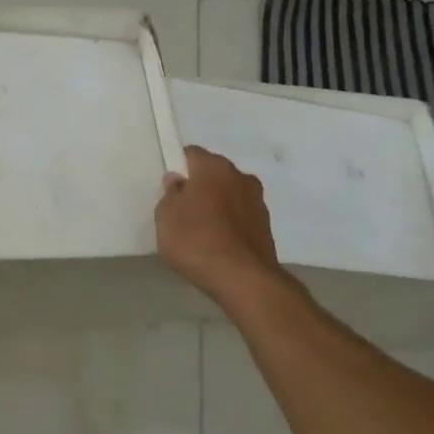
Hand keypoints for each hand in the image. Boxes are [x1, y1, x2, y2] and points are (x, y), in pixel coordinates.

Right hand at [156, 145, 284, 302]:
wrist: (244, 280)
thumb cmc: (197, 241)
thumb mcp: (166, 217)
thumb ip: (170, 194)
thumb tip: (179, 181)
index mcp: (214, 167)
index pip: (191, 154)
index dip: (177, 168)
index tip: (168, 188)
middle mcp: (240, 176)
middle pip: (213, 174)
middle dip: (199, 186)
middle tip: (182, 210)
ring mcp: (257, 201)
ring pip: (229, 195)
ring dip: (217, 205)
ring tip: (201, 231)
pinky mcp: (266, 226)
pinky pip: (240, 216)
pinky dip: (229, 224)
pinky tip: (217, 244)